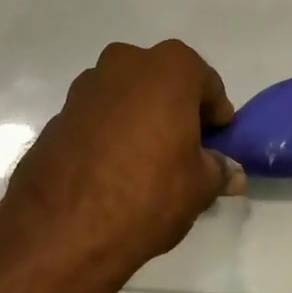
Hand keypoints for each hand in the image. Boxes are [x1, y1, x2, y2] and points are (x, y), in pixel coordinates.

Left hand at [1, 41, 244, 281]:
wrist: (61, 230)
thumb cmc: (148, 193)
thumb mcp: (198, 187)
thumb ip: (218, 170)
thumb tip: (232, 173)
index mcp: (170, 68)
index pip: (206, 83)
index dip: (216, 113)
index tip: (218, 142)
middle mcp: (127, 63)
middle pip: (164, 81)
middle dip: (176, 108)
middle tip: (184, 148)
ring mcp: (87, 86)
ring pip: (127, 95)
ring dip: (140, 116)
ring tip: (146, 161)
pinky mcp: (59, 114)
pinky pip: (98, 116)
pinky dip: (110, 131)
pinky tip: (113, 169)